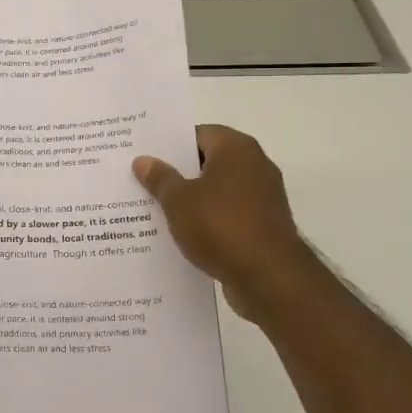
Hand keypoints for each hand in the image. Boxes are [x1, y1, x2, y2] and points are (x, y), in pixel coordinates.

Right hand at [133, 124, 313, 318]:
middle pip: (209, 162)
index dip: (170, 145)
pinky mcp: (263, 227)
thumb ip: (160, 178)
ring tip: (155, 209)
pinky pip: (227, 215)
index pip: (198, 134)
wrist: (268, 277)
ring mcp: (263, 198)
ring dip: (192, 200)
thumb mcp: (178, 200)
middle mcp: (255, 166)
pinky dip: (207, 221)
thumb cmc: (221, 225)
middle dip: (178, 173)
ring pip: (217, 191)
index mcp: (236, 149)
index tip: (145, 156)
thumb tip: (143, 160)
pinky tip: (181, 234)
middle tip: (143, 181)